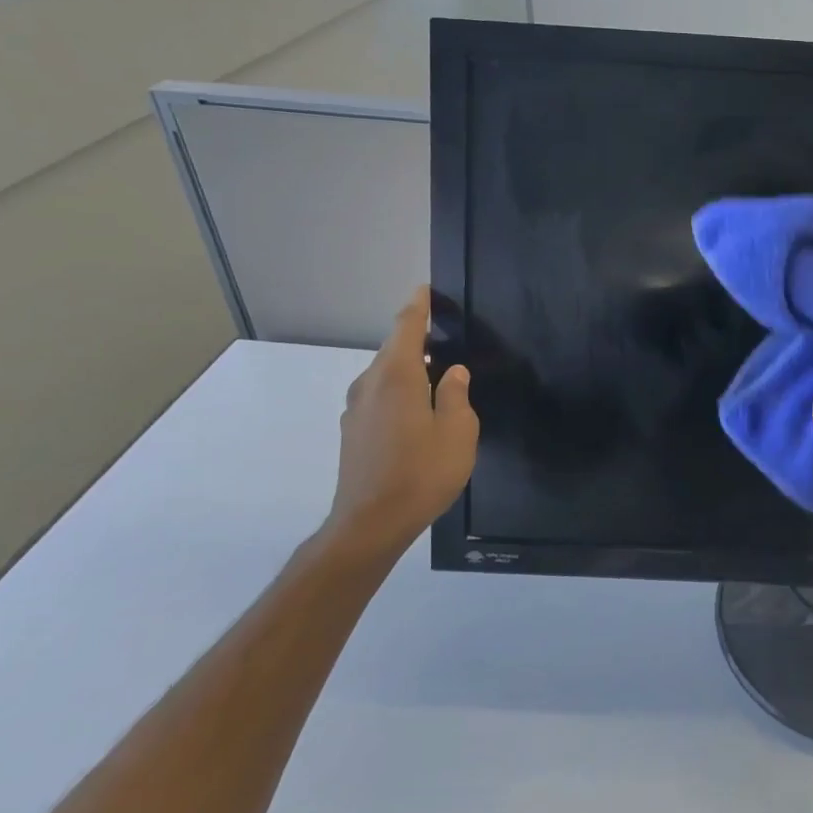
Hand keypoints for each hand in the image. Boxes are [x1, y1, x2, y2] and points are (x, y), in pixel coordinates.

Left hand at [324, 286, 478, 557]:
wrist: (370, 523)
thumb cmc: (422, 473)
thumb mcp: (457, 431)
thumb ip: (456, 395)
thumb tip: (453, 373)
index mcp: (396, 376)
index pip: (406, 327)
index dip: (419, 306)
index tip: (427, 289)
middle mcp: (370, 385)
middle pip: (393, 350)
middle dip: (417, 339)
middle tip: (447, 337)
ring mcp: (357, 409)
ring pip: (386, 375)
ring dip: (409, 369)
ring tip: (438, 375)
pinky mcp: (354, 432)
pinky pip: (380, 396)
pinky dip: (400, 391)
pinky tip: (419, 410)